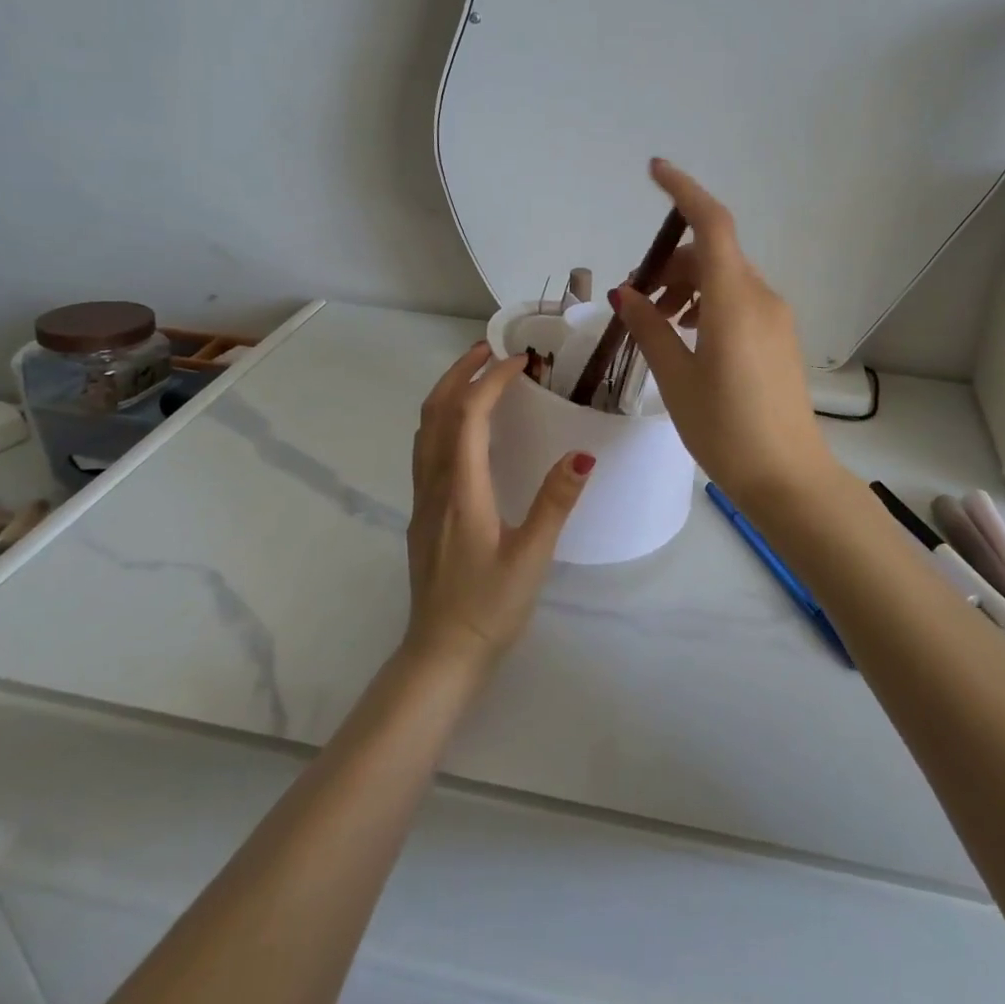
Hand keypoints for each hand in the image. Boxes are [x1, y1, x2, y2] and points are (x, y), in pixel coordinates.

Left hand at [404, 343, 594, 672]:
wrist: (441, 654)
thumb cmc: (489, 607)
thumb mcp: (531, 558)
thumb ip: (554, 503)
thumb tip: (581, 455)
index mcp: (462, 490)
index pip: (468, 416)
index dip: (492, 381)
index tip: (521, 362)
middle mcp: (435, 485)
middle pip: (435, 411)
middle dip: (459, 373)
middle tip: (489, 349)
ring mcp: (423, 499)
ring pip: (425, 428)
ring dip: (447, 392)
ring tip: (477, 375)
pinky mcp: (423, 512)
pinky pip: (427, 448)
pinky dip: (443, 418)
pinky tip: (466, 428)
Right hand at [614, 158, 837, 509]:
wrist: (789, 478)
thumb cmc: (726, 430)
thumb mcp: (677, 379)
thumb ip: (650, 328)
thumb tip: (625, 293)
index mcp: (734, 300)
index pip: (713, 223)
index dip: (684, 191)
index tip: (654, 171)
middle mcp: (761, 297)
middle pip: (713, 254)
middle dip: (671, 264)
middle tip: (636, 300)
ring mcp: (775, 317)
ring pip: (725, 278)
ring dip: (688, 286)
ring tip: (659, 323)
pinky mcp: (779, 337)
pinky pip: (739, 300)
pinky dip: (708, 304)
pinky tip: (688, 337)